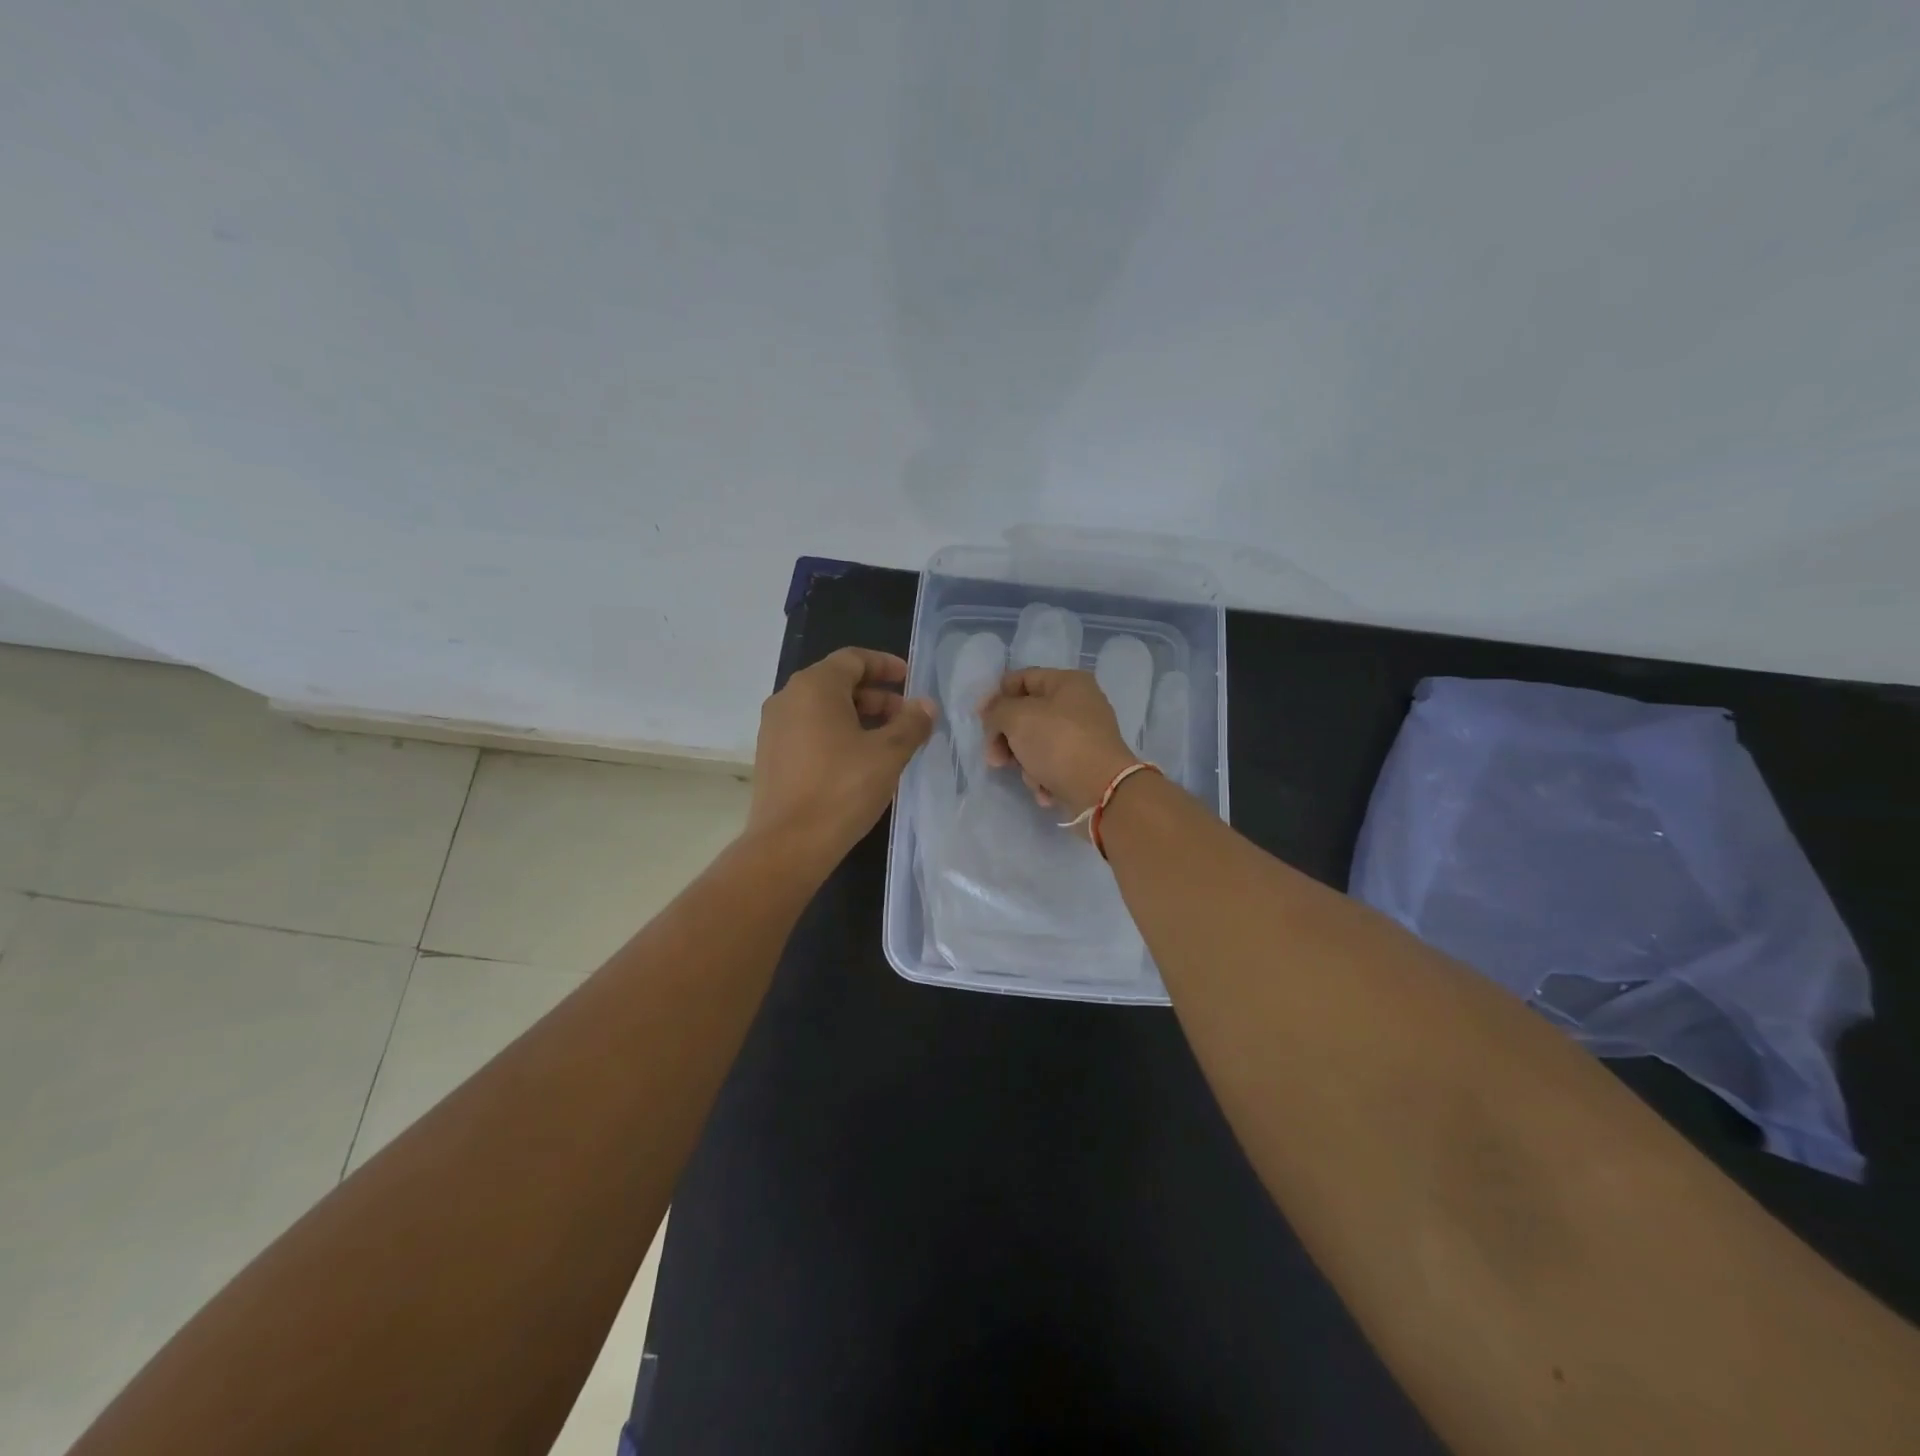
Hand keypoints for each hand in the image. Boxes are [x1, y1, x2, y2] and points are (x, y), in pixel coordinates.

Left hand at [749, 647, 935, 861]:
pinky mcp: (771, 755)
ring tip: (888, 741)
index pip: (853, 659)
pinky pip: (809, 730)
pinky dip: (837, 733)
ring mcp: (774, 728)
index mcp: (814, 687)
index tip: (910, 679)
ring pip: (823, 708)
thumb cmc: (842, 789)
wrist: (789, 844)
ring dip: (859, 716)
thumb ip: (911, 723)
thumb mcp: (888, 754)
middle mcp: (788, 698)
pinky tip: (860, 760)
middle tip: (906, 717)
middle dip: (876, 696)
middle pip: (837, 682)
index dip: (885, 665)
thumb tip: (925, 705)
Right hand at [980, 668, 1136, 817]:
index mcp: (1068, 682)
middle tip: (994, 758)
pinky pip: (1053, 766)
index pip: (1022, 678)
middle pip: (1027, 715)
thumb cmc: (1058, 743)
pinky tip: (1045, 791)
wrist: (1101, 791)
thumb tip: (992, 714)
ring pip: (1037, 744)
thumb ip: (997, 710)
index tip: (980, 721)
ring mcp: (1084, 737)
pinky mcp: (1085, 765)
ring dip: (1025, 763)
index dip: (996, 697)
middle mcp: (1079, 705)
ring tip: (1031, 777)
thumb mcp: (1017, 717)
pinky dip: (1044, 778)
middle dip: (1007, 738)